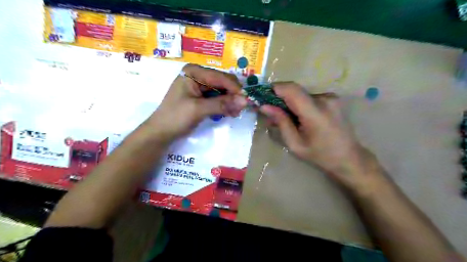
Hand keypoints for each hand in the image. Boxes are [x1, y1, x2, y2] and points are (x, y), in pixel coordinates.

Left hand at [146, 64, 247, 141]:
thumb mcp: (198, 109)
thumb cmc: (175, 117)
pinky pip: (218, 98)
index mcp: (194, 72)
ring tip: (236, 113)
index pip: (220, 77)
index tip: (246, 100)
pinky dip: (225, 105)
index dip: (234, 88)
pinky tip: (230, 113)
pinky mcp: (202, 97)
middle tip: (241, 109)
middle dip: (233, 95)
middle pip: (223, 82)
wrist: (161, 132)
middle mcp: (198, 75)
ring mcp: (200, 86)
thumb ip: (221, 104)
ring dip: (230, 101)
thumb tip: (245, 101)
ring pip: (222, 91)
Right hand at [259, 82, 382, 191]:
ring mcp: (330, 97)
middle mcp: (324, 99)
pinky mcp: (332, 99)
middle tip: (269, 111)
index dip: (274, 88)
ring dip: (289, 103)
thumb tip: (264, 106)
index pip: (291, 89)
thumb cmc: (320, 155)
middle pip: (294, 91)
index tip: (261, 95)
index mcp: (315, 113)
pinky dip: (299, 104)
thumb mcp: (295, 144)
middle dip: (279, 98)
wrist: (349, 157)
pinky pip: (309, 97)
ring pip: (301, 94)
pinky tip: (297, 117)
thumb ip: (281, 122)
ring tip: (283, 118)